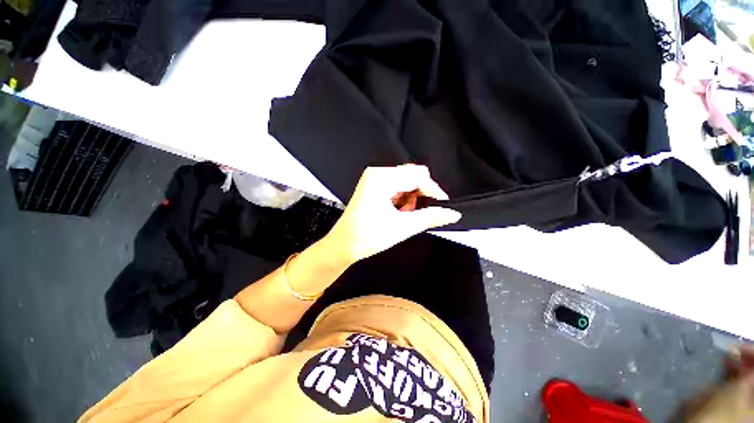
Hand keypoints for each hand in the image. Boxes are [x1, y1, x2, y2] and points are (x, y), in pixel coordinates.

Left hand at [323, 164, 461, 263]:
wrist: (344, 245)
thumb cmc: (365, 236)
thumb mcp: (402, 227)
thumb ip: (430, 217)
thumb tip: (451, 213)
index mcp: (380, 179)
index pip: (417, 176)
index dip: (433, 191)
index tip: (443, 205)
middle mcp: (377, 174)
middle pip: (412, 176)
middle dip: (420, 195)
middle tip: (417, 213)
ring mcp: (375, 180)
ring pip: (406, 182)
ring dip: (411, 199)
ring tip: (404, 215)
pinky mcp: (375, 187)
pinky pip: (398, 187)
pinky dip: (403, 200)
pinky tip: (398, 212)